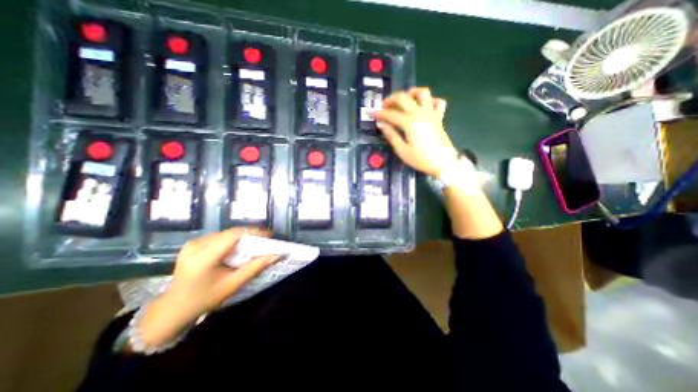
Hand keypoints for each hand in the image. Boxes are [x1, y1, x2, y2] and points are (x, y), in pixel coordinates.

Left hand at [167, 227, 279, 317]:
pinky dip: (232, 239)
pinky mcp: (193, 243)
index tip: (268, 235)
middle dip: (250, 235)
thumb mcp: (233, 284)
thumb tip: (276, 255)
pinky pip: (219, 236)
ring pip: (226, 233)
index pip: (234, 235)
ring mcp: (193, 242)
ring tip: (254, 244)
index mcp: (204, 257)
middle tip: (264, 240)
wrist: (173, 308)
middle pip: (231, 232)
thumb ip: (255, 267)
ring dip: (242, 236)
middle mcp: (197, 245)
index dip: (253, 232)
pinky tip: (237, 247)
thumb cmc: (205, 299)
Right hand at [371, 87, 458, 176]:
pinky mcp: (439, 117)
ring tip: (405, 99)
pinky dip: (430, 101)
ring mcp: (431, 113)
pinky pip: (438, 102)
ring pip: (423, 93)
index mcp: (409, 122)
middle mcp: (420, 113)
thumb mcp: (402, 151)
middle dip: (392, 99)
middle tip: (385, 106)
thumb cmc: (421, 159)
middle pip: (404, 97)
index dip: (379, 113)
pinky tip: (424, 106)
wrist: (444, 163)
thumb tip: (381, 124)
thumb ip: (391, 136)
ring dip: (412, 93)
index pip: (391, 114)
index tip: (371, 113)